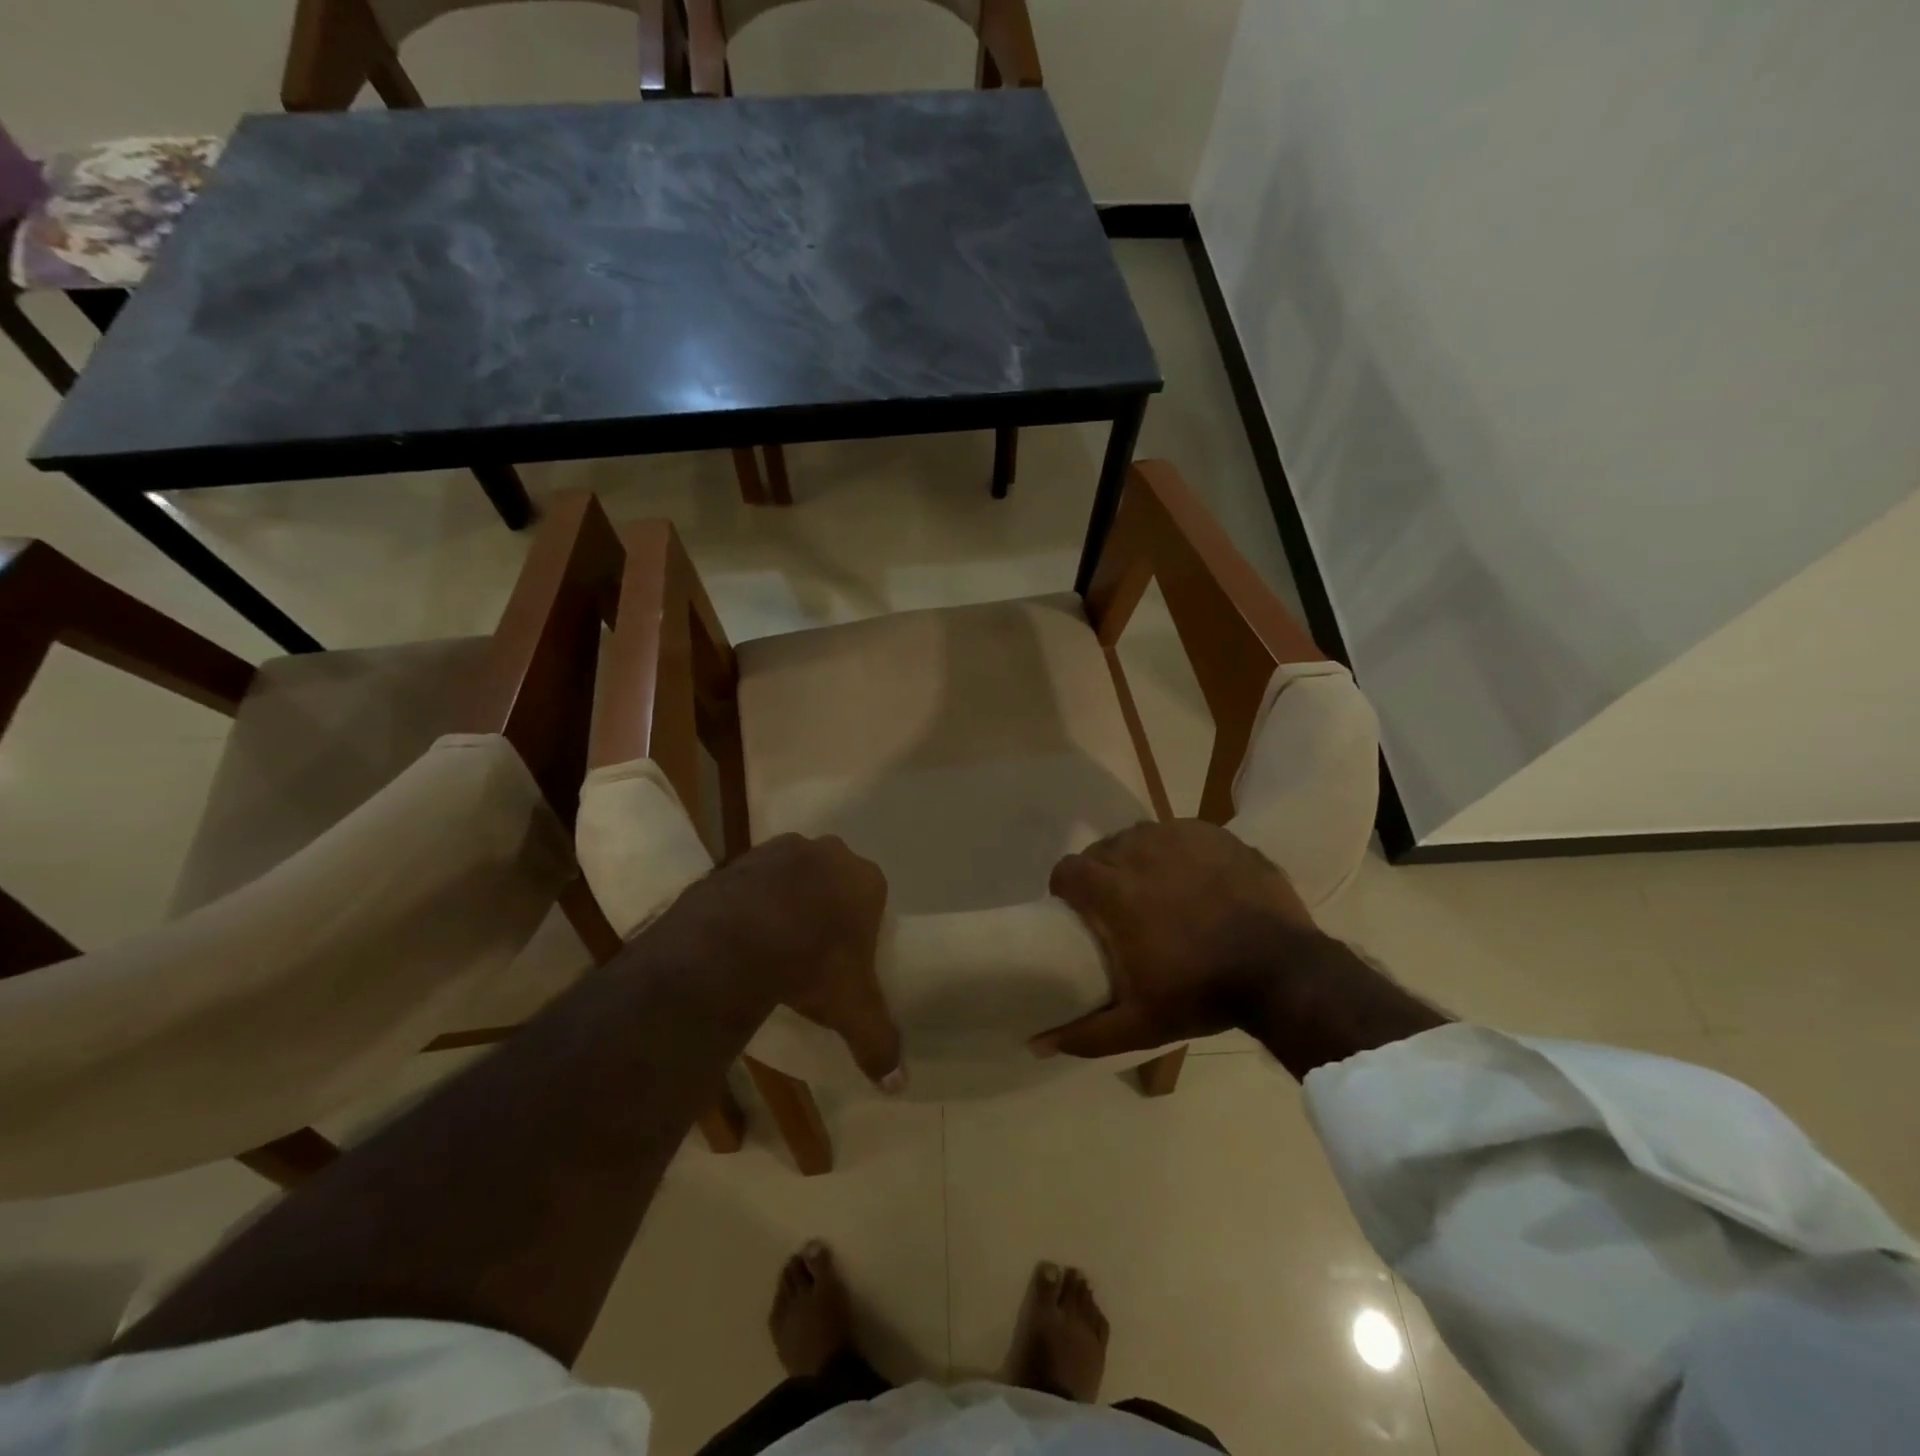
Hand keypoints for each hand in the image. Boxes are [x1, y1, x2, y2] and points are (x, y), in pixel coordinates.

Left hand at [691, 834, 903, 1089]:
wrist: (737, 941)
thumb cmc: (813, 966)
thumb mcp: (851, 1010)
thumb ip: (878, 1041)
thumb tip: (898, 1085)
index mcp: (865, 880)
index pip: (872, 898)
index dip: (859, 925)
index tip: (843, 955)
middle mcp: (830, 854)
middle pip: (834, 878)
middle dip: (825, 904)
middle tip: (809, 946)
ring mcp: (783, 849)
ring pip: (794, 871)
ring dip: (787, 895)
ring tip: (771, 939)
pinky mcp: (742, 855)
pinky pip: (755, 876)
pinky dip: (752, 895)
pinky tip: (741, 928)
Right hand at [1034, 821, 1320, 1058]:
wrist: (1283, 971)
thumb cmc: (1202, 993)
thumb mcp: (1139, 1024)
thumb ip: (1084, 1033)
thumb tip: (1036, 1044)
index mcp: (1112, 889)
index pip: (1066, 870)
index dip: (1066, 888)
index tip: (1078, 910)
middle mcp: (1137, 851)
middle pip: (1101, 851)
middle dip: (1102, 874)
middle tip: (1120, 907)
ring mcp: (1178, 836)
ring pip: (1138, 837)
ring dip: (1136, 858)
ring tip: (1155, 888)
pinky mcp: (1213, 833)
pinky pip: (1177, 833)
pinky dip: (1174, 850)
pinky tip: (1192, 876)